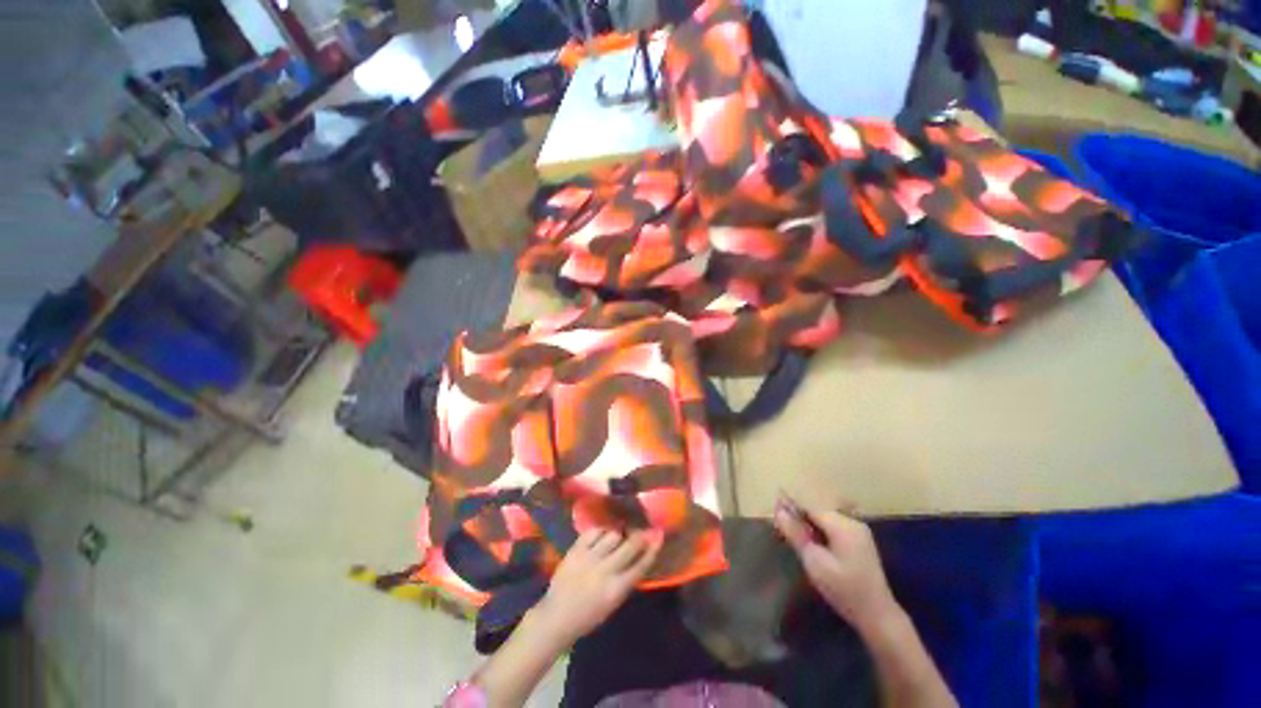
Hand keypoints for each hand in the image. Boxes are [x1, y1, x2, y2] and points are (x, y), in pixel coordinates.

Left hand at [534, 529, 661, 644]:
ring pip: (613, 535)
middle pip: (630, 546)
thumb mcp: (613, 603)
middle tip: (644, 530)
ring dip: (618, 535)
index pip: (641, 565)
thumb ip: (626, 580)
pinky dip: (600, 531)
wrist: (556, 617)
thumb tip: (640, 556)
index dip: (652, 549)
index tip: (659, 536)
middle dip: (640, 536)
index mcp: (616, 590)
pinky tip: (602, 534)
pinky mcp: (576, 550)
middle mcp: (605, 571)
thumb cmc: (588, 615)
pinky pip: (594, 532)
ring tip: (618, 536)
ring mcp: (589, 558)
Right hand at [774, 501, 896, 633]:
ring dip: (807, 522)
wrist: (878, 616)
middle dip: (798, 514)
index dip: (791, 504)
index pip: (810, 505)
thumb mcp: (815, 563)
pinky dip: (818, 530)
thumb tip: (779, 510)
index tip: (773, 506)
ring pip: (824, 518)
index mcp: (843, 525)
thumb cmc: (844, 590)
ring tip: (790, 531)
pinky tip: (809, 540)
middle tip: (779, 523)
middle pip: (818, 510)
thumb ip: (796, 534)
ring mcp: (858, 531)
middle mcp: (852, 522)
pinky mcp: (858, 541)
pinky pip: (832, 527)